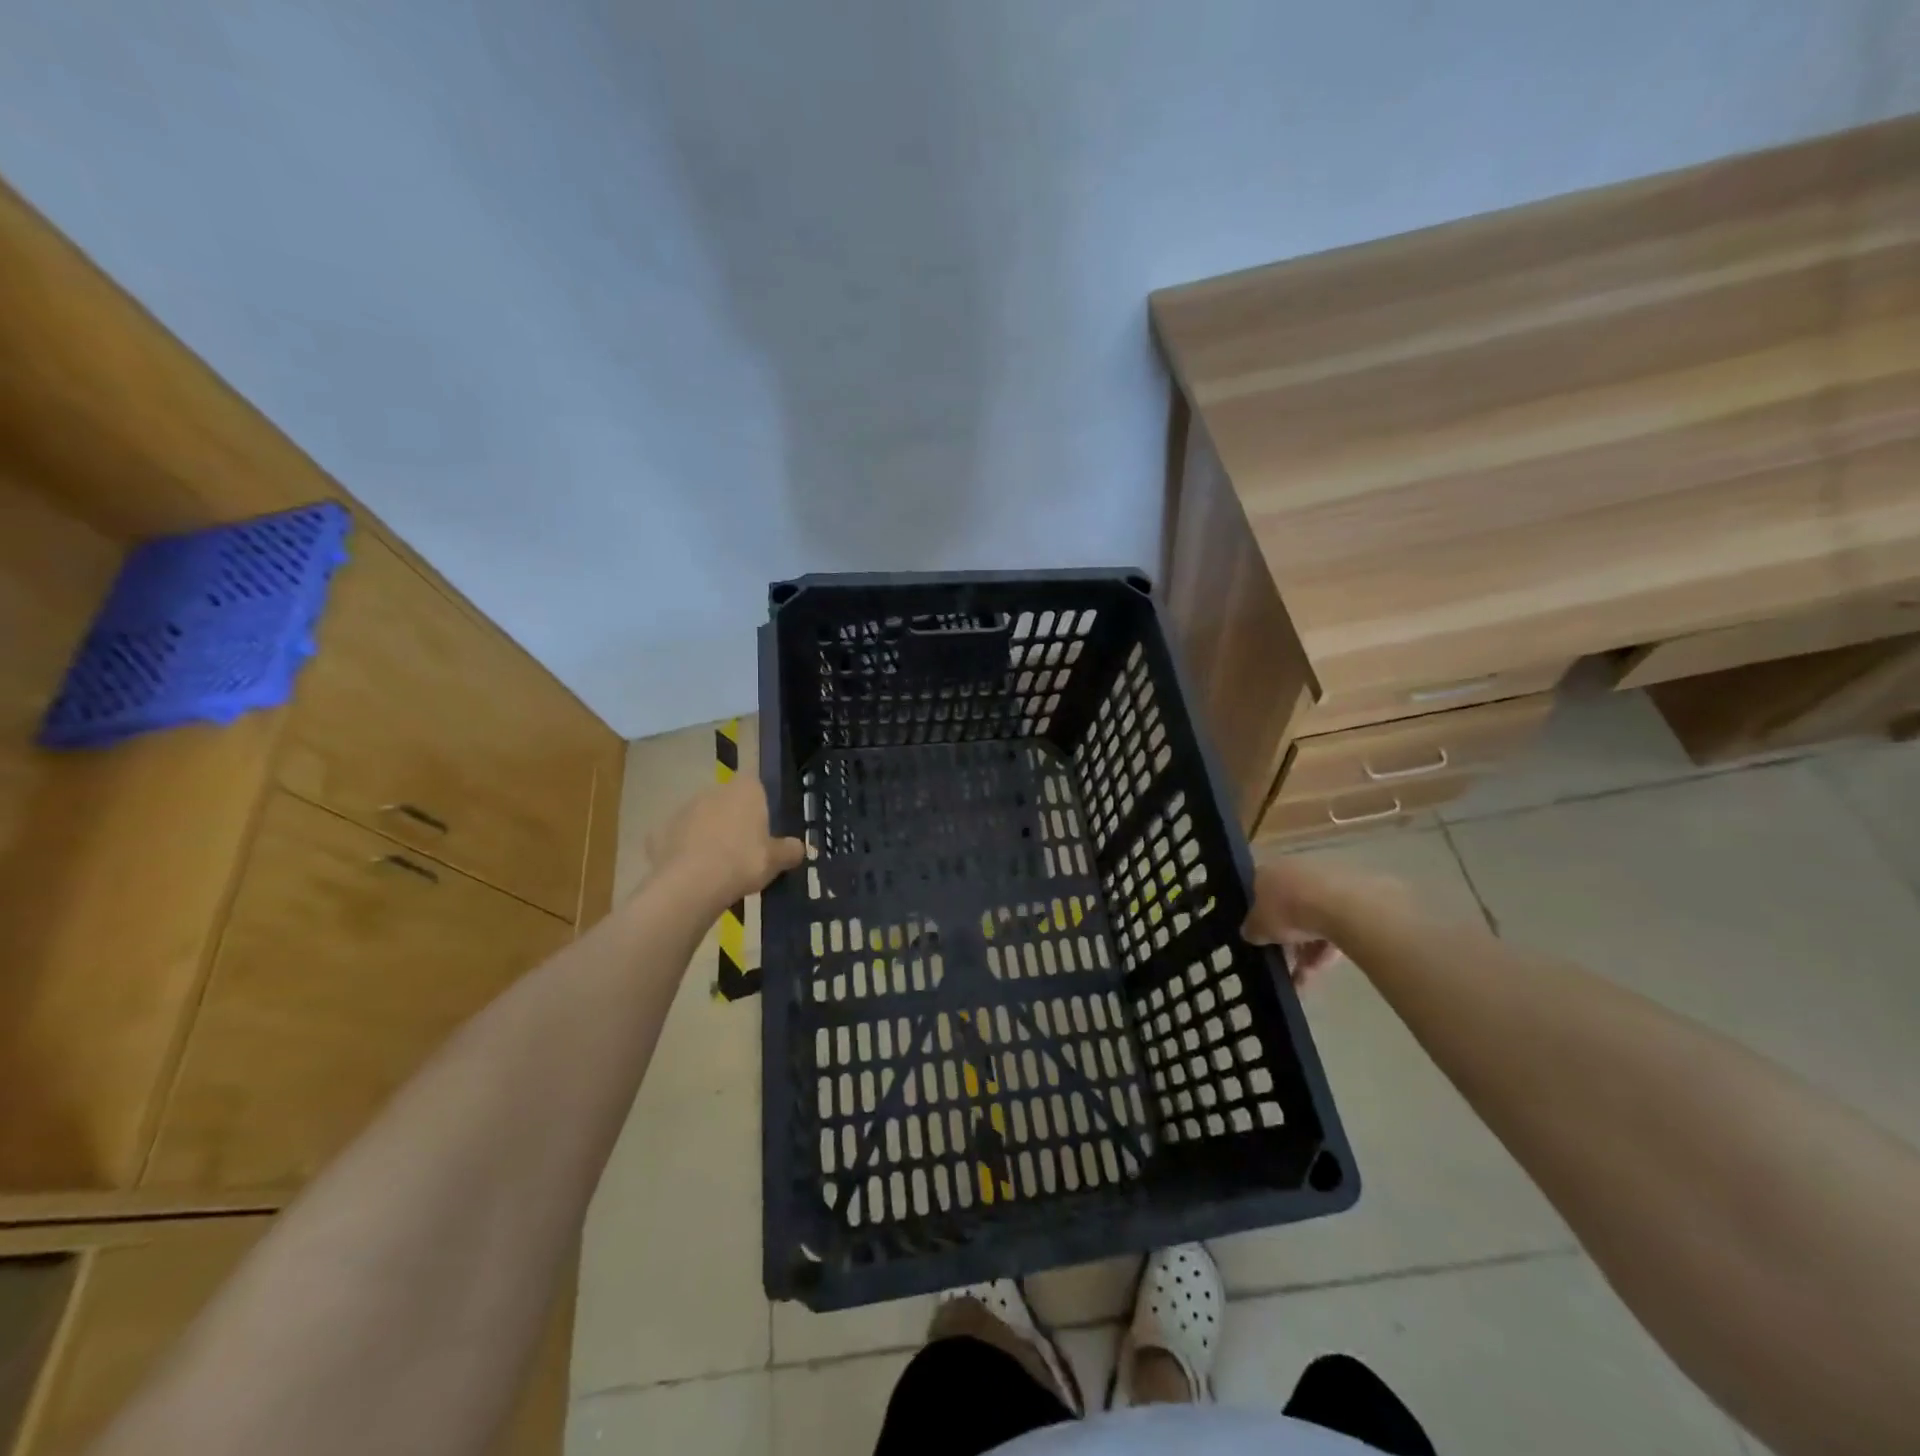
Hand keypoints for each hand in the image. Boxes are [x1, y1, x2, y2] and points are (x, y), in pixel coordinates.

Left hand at [645, 779, 805, 905]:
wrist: (691, 885)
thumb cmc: (743, 862)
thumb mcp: (777, 860)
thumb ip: (790, 851)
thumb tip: (799, 848)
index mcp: (745, 790)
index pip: (755, 784)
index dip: (759, 804)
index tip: (763, 827)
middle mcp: (713, 791)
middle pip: (726, 801)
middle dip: (732, 819)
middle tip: (742, 849)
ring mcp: (682, 810)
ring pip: (700, 818)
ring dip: (707, 834)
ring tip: (716, 865)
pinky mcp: (658, 832)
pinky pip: (677, 840)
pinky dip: (683, 851)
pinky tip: (690, 873)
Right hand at [1243, 858, 1405, 988]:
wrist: (1340, 905)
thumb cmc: (1287, 910)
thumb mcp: (1258, 927)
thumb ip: (1251, 930)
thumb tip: (1250, 933)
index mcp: (1267, 871)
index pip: (1257, 891)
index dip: (1258, 916)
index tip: (1260, 937)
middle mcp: (1294, 870)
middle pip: (1287, 906)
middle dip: (1286, 937)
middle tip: (1284, 963)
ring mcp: (1325, 881)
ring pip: (1312, 918)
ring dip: (1307, 948)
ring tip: (1305, 977)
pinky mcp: (1352, 896)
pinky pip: (1334, 924)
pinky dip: (1327, 946)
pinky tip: (1322, 968)